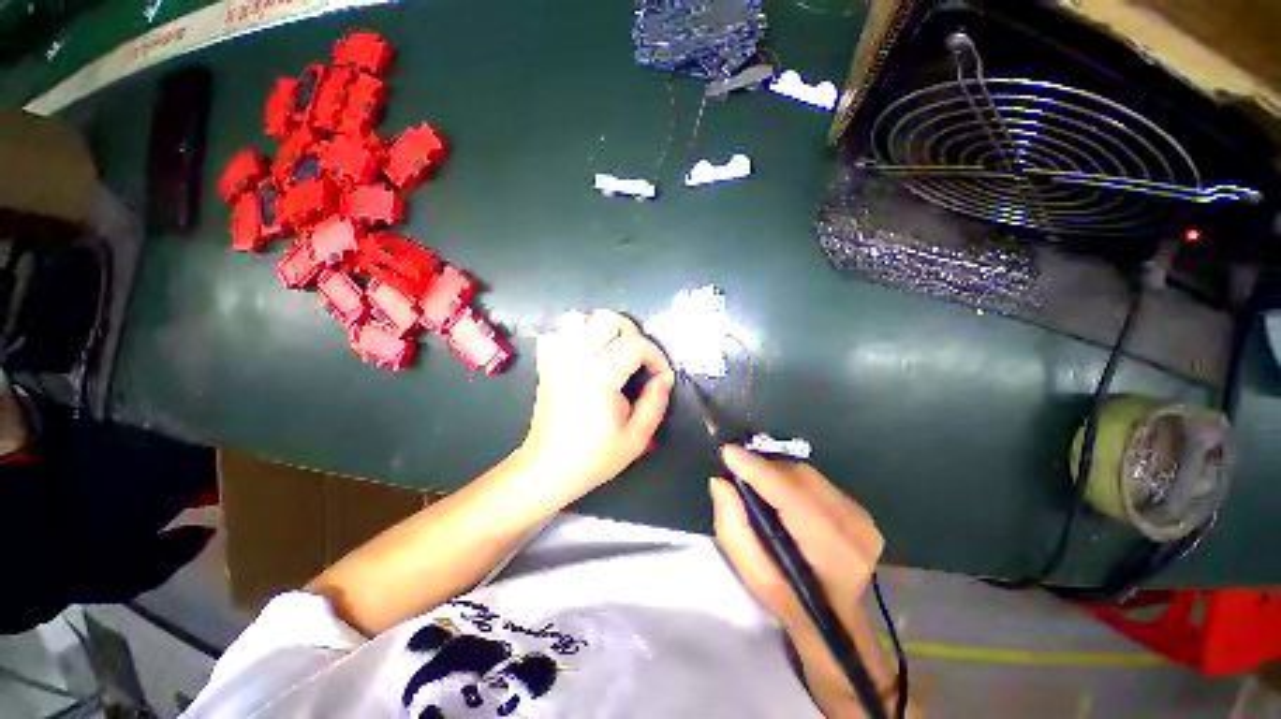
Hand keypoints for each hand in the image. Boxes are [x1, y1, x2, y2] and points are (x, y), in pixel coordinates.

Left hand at [518, 310, 674, 502]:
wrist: (549, 467)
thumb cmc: (594, 457)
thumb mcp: (637, 438)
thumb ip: (655, 403)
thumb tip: (663, 379)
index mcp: (600, 377)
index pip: (635, 344)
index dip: (655, 356)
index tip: (661, 376)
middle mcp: (575, 359)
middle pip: (607, 319)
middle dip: (631, 334)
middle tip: (639, 360)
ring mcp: (556, 358)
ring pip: (579, 318)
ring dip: (601, 329)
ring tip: (612, 352)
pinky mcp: (544, 364)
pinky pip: (557, 332)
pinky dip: (574, 335)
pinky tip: (585, 355)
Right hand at [710, 445, 882, 633]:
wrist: (835, 621)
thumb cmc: (790, 605)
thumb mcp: (755, 578)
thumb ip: (736, 530)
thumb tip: (722, 484)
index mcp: (829, 549)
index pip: (791, 495)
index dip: (759, 471)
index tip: (728, 452)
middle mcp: (854, 526)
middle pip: (805, 480)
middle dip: (769, 469)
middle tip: (738, 467)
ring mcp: (865, 520)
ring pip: (817, 480)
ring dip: (784, 477)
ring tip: (758, 481)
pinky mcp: (867, 516)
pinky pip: (827, 489)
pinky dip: (802, 487)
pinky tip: (786, 497)